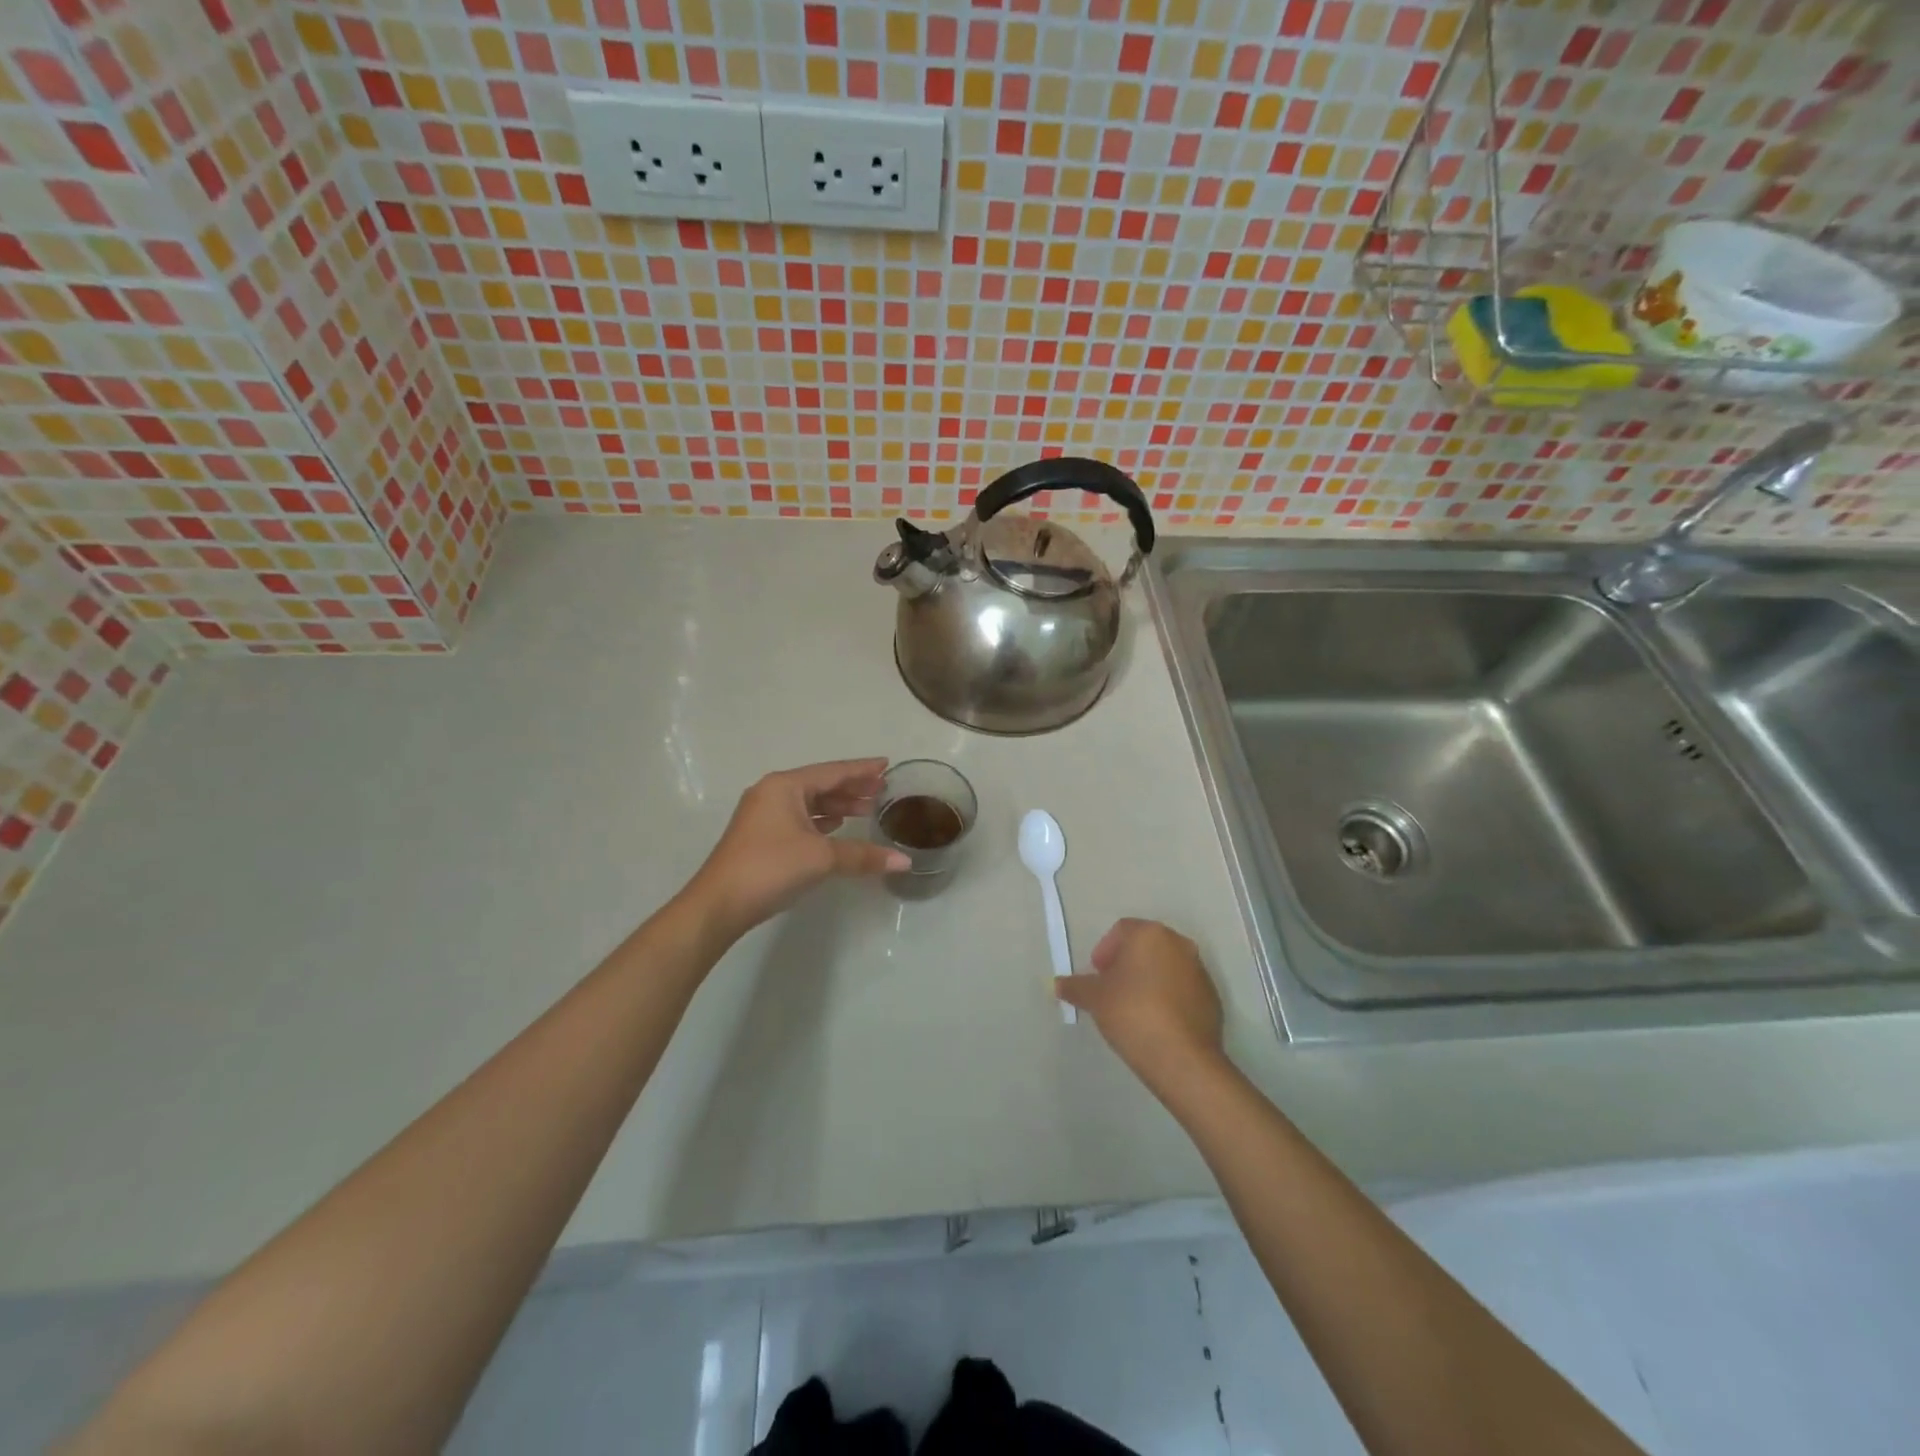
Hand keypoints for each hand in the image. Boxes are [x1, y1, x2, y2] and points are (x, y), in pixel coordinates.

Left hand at [685, 759, 910, 939]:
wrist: (719, 904)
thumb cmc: (770, 867)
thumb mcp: (822, 858)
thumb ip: (863, 856)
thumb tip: (905, 862)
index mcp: (785, 786)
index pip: (833, 772)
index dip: (862, 769)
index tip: (886, 765)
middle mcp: (772, 793)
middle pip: (820, 785)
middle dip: (852, 788)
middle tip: (882, 790)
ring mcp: (763, 815)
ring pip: (808, 803)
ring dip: (837, 806)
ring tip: (866, 810)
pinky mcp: (760, 836)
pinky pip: (798, 818)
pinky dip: (820, 820)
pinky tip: (835, 827)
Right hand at [1056, 919, 1224, 1091]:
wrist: (1182, 1058)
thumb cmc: (1132, 1013)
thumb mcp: (1094, 999)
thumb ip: (1075, 987)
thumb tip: (1058, 984)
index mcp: (1150, 934)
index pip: (1122, 930)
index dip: (1105, 950)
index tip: (1097, 975)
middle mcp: (1179, 944)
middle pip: (1146, 946)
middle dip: (1126, 963)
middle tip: (1111, 989)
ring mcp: (1199, 971)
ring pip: (1166, 967)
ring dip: (1148, 979)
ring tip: (1133, 1008)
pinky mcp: (1212, 998)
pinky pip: (1182, 989)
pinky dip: (1167, 998)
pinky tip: (1156, 1022)